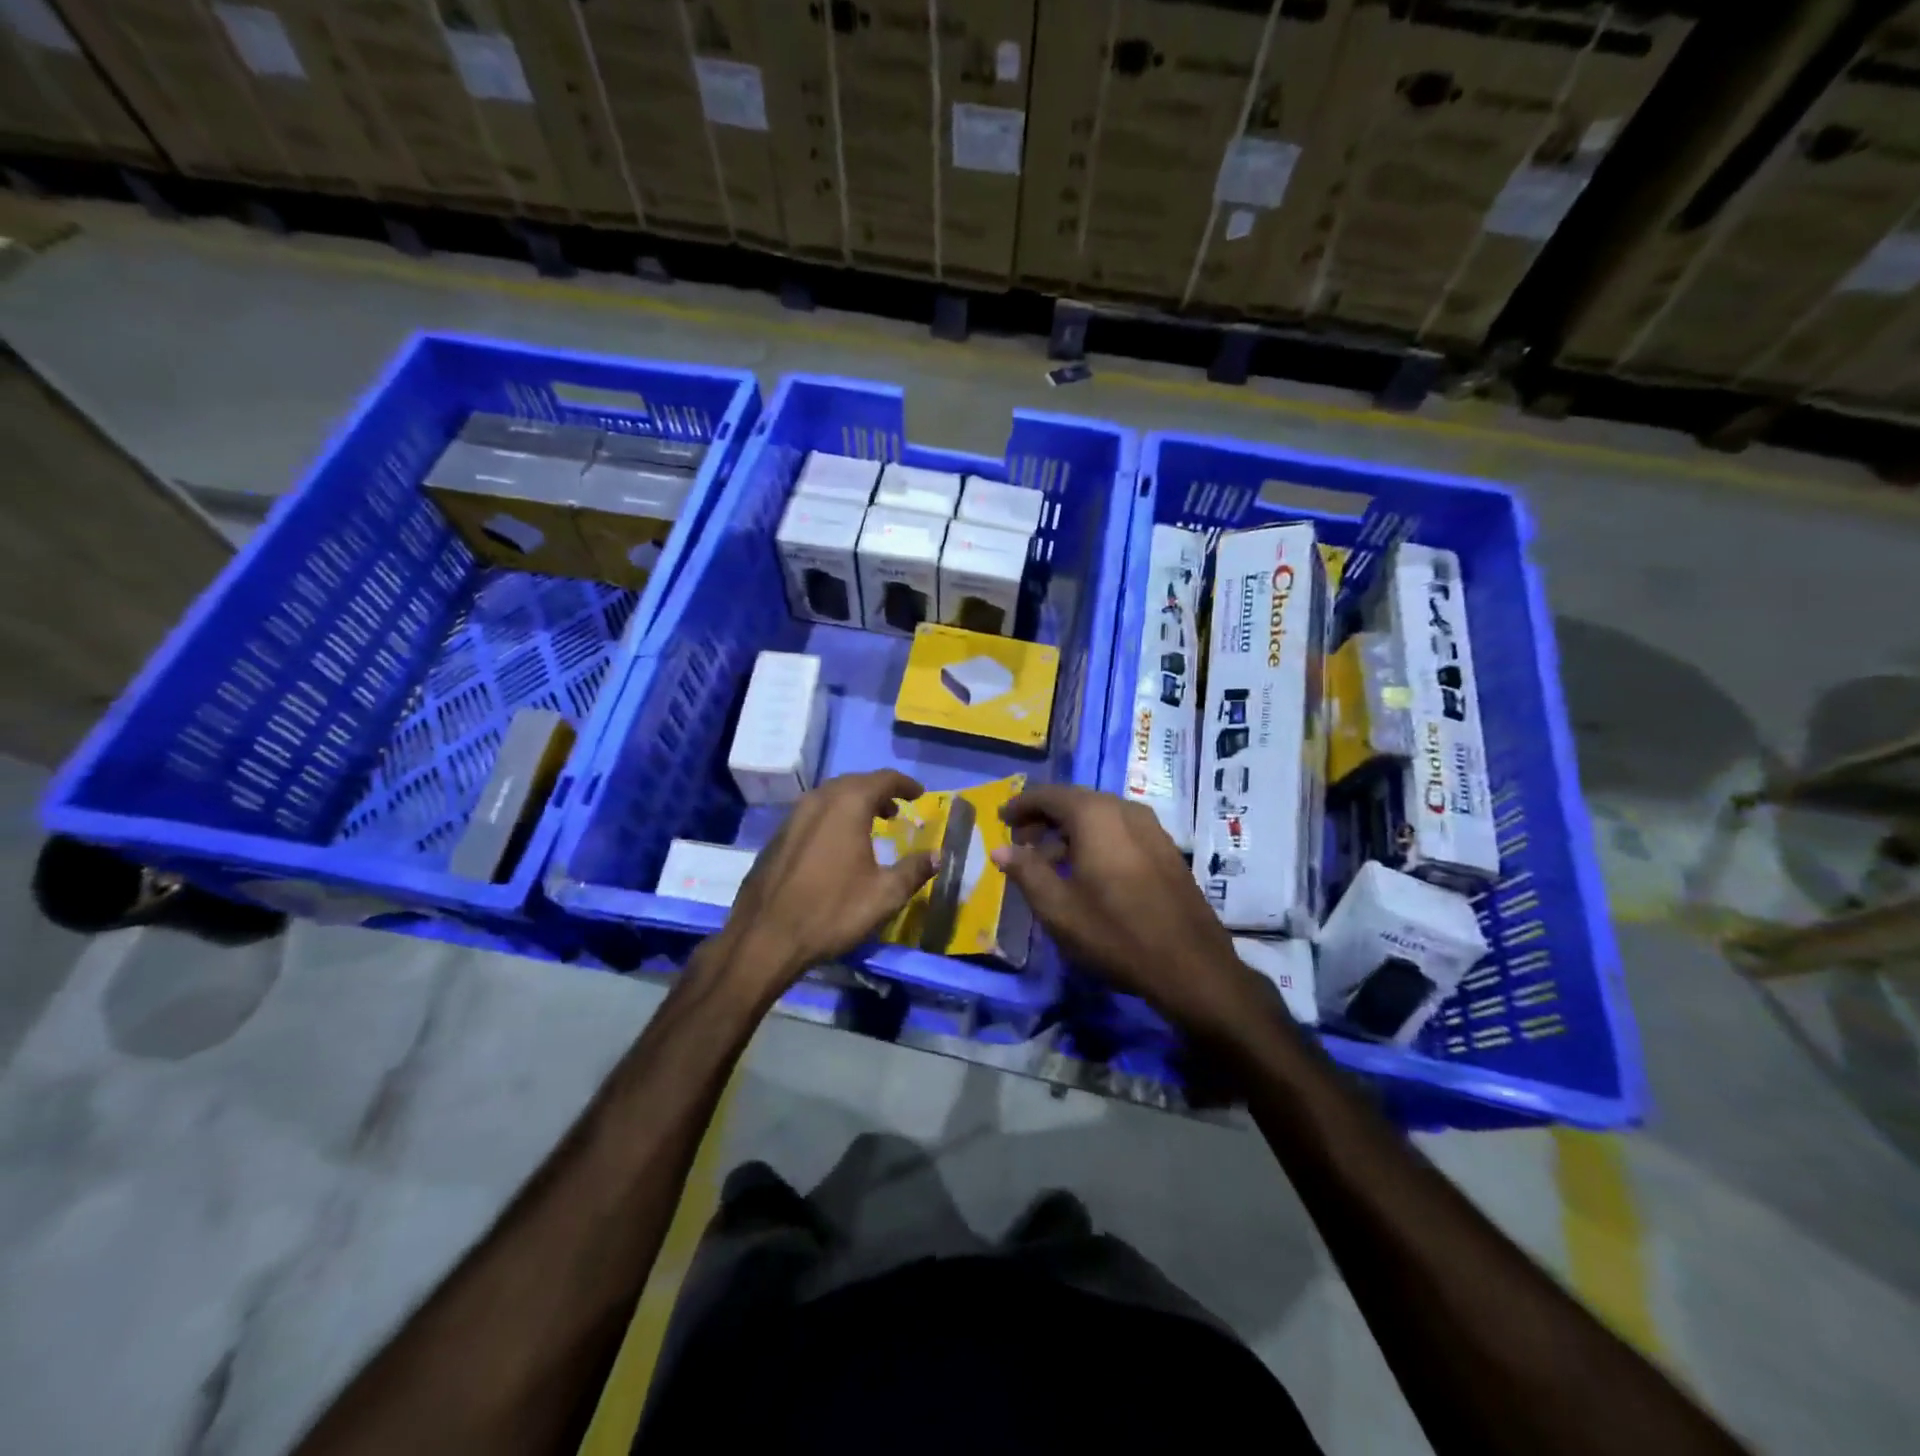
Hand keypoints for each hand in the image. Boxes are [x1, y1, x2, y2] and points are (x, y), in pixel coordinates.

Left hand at [712, 770, 936, 1004]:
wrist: (764, 937)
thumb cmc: (831, 911)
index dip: (904, 784)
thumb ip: (914, 870)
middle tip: (896, 811)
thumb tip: (937, 856)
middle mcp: (818, 800)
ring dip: (853, 804)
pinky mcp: (777, 837)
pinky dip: (832, 818)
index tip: (919, 794)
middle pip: (854, 782)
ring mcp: (792, 817)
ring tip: (870, 826)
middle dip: (878, 792)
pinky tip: (836, 845)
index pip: (883, 779)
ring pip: (829, 797)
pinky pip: (812, 814)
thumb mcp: (884, 895)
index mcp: (847, 805)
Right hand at [993, 785, 1266, 1035]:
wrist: (1191, 966)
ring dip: (1069, 831)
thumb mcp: (1058, 908)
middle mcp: (1125, 809)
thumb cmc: (1115, 934)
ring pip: (1099, 816)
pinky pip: (1120, 830)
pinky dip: (1095, 840)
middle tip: (1021, 843)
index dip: (1021, 805)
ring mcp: (1151, 827)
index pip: (1048, 795)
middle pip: (1075, 801)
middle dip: (1044, 818)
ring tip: (1049, 862)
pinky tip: (1086, 872)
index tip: (1001, 820)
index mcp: (1095, 815)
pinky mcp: (1165, 848)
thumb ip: (1026, 871)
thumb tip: (1000, 849)